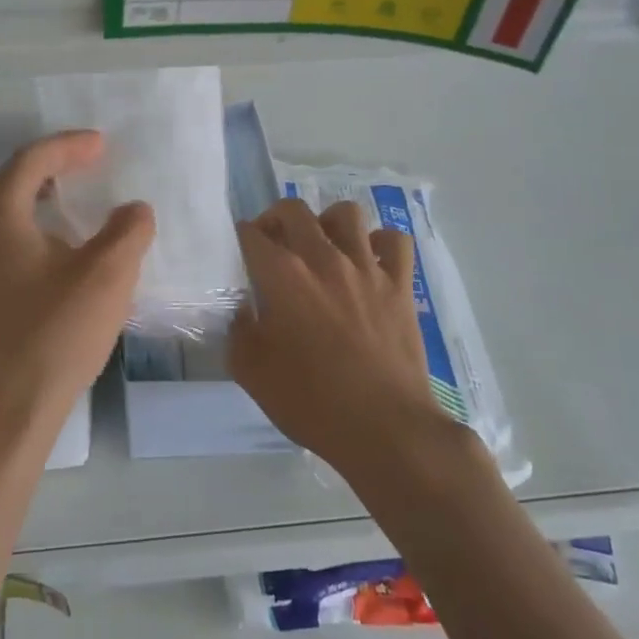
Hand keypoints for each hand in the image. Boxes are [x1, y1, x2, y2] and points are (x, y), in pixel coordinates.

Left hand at [0, 131, 154, 467]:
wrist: (4, 415)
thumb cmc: (53, 336)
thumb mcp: (106, 276)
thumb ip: (128, 230)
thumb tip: (133, 210)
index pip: (32, 160)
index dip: (69, 146)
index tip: (103, 144)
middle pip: (16, 182)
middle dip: (57, 168)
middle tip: (94, 165)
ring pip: (11, 215)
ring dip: (48, 201)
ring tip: (84, 204)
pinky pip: (10, 243)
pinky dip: (40, 231)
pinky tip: (67, 254)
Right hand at [229, 198, 446, 474]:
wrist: (383, 427)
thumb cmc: (311, 401)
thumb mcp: (251, 372)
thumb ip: (238, 332)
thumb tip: (243, 311)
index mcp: (282, 275)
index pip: (250, 234)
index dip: (240, 238)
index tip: (240, 252)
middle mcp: (323, 258)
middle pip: (293, 210)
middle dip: (275, 218)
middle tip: (273, 243)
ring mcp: (366, 268)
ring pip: (346, 213)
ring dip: (328, 222)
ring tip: (322, 245)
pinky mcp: (400, 285)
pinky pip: (394, 241)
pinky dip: (380, 243)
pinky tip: (369, 261)